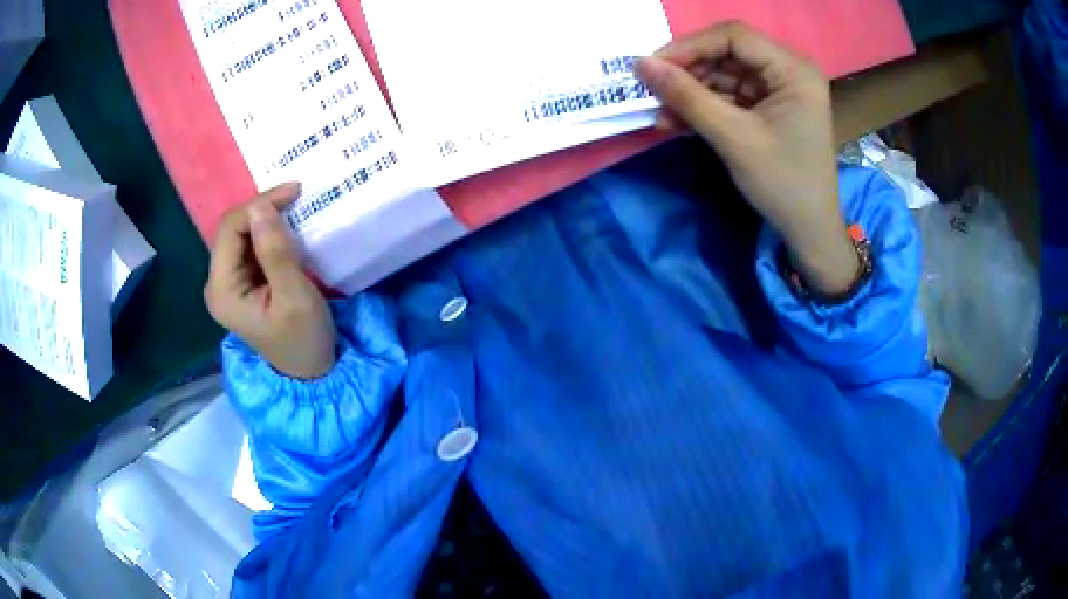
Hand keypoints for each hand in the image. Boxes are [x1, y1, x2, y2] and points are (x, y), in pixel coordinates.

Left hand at [205, 183, 335, 378]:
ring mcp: (229, 283)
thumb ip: (276, 252)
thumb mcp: (294, 297)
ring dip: (265, 218)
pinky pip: (249, 247)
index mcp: (223, 290)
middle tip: (296, 196)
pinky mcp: (242, 283)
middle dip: (262, 208)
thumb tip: (262, 207)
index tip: (295, 192)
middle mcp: (218, 283)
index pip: (230, 230)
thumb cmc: (304, 339)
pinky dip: (267, 233)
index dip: (259, 204)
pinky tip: (286, 228)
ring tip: (294, 208)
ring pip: (240, 235)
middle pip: (232, 230)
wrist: (310, 372)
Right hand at [636, 22, 857, 295]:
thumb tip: (639, 64)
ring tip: (660, 113)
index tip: (653, 67)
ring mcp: (780, 89)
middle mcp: (790, 70)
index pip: (734, 37)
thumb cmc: (782, 184)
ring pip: (725, 75)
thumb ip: (686, 96)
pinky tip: (678, 122)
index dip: (690, 46)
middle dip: (689, 72)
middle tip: (653, 91)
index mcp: (794, 70)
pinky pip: (731, 96)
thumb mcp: (732, 138)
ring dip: (692, 92)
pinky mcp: (771, 107)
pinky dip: (705, 107)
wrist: (810, 232)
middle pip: (728, 53)